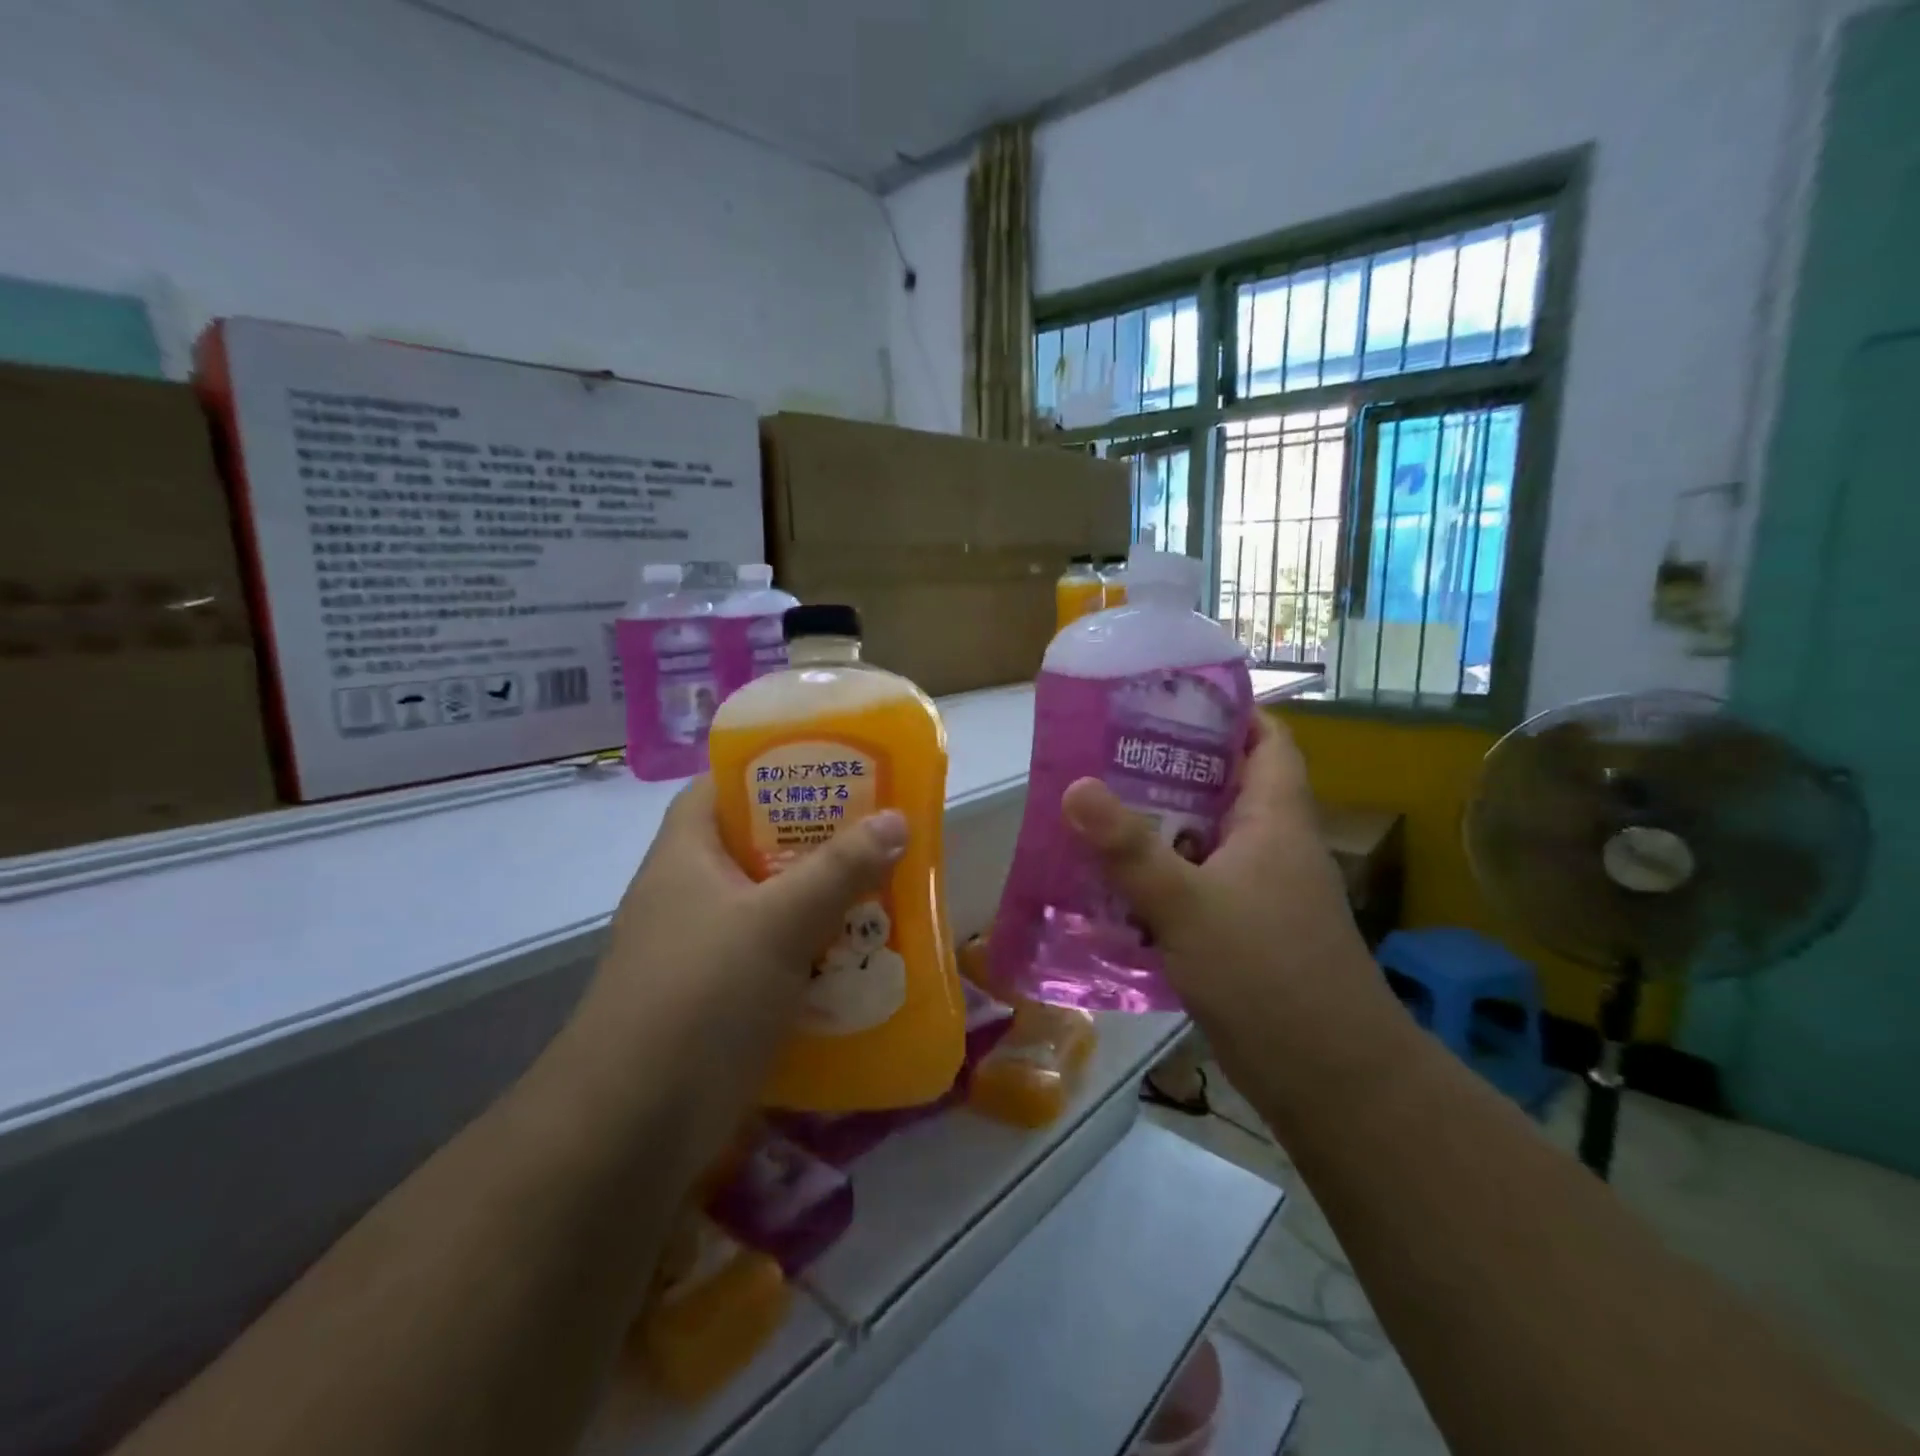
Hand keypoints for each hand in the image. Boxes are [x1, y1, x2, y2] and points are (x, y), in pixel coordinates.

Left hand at [563, 778, 906, 1155]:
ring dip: (823, 901)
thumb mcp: (778, 922)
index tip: (831, 769)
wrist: (630, 1130)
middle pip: (757, 846)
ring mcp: (700, 951)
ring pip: (772, 906)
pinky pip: (776, 959)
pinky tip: (861, 959)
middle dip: (817, 840)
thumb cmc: (700, 997)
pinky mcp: (717, 1001)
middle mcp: (688, 894)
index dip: (770, 768)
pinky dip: (814, 954)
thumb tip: (897, 819)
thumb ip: (840, 868)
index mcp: (685, 855)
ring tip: (885, 890)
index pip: (721, 787)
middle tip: (878, 831)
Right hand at [1060, 714, 1386, 1044]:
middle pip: (1222, 786)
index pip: (1266, 740)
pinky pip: (1194, 885)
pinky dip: (1159, 877)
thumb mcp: (1188, 904)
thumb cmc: (1266, 973)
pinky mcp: (1241, 931)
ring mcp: (1258, 892)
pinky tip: (1111, 883)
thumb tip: (1075, 785)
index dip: (1228, 712)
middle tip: (1105, 753)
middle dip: (1169, 767)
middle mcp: (1270, 846)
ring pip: (1203, 840)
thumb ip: (1129, 848)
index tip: (1168, 699)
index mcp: (1274, 820)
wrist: (1328, 1080)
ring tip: (1096, 809)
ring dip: (1157, 826)